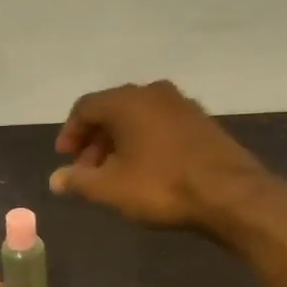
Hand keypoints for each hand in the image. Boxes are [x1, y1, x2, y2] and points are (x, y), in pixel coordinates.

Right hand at [49, 80, 272, 232]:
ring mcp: (182, 104)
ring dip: (121, 141)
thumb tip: (55, 180)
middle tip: (88, 169)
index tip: (65, 158)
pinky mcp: (203, 121)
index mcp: (126, 101)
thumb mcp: (111, 189)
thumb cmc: (162, 186)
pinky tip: (147, 168)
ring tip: (116, 172)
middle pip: (112, 109)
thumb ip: (79, 181)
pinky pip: (162, 124)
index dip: (70, 132)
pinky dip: (146, 141)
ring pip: (139, 117)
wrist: (231, 193)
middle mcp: (153, 92)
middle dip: (95, 139)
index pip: (85, 107)